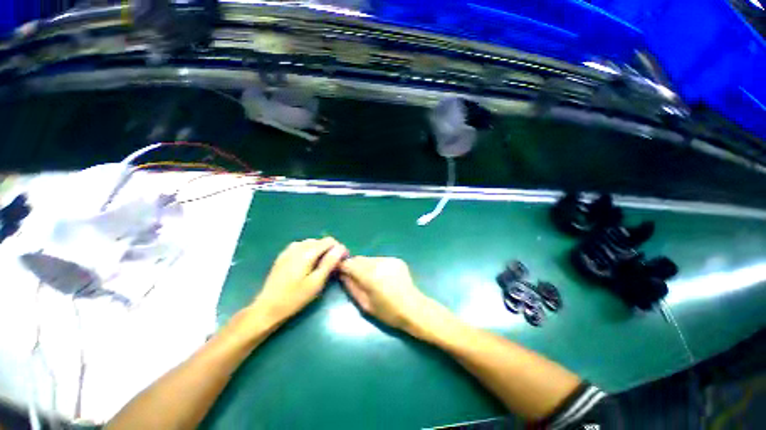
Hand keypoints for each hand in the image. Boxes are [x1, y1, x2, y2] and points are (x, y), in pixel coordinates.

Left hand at [251, 237, 347, 325]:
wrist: (267, 308)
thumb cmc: (295, 297)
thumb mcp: (316, 282)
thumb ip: (329, 263)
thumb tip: (341, 248)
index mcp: (307, 253)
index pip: (329, 241)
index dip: (338, 248)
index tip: (341, 260)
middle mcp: (297, 247)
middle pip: (320, 241)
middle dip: (329, 250)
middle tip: (331, 266)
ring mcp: (288, 250)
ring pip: (310, 243)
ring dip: (319, 250)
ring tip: (320, 265)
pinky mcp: (282, 256)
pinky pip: (300, 247)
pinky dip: (308, 251)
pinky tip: (307, 264)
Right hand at [339, 257, 429, 330]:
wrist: (414, 308)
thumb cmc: (388, 312)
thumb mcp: (365, 304)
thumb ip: (352, 287)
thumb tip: (342, 274)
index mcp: (371, 275)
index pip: (350, 264)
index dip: (342, 266)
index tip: (338, 271)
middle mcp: (379, 263)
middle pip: (359, 259)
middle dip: (353, 266)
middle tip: (352, 277)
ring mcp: (389, 260)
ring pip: (369, 259)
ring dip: (365, 266)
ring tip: (369, 278)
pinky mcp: (396, 259)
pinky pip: (380, 260)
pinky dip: (376, 266)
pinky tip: (381, 276)